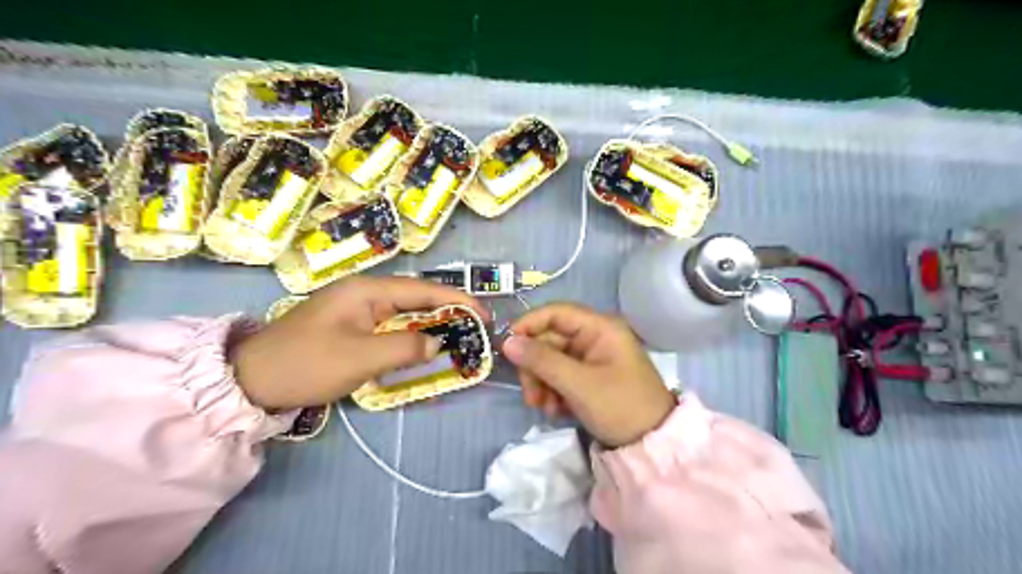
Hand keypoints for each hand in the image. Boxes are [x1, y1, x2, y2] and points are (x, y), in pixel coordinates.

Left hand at [230, 275, 485, 406]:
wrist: (251, 380)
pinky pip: (391, 328)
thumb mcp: (360, 358)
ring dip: (432, 324)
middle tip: (477, 328)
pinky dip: (411, 337)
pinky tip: (424, 347)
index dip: (458, 300)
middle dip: (449, 311)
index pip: (423, 290)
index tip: (484, 315)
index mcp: (368, 290)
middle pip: (417, 298)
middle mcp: (365, 293)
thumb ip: (404, 348)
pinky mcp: (351, 327)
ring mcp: (357, 310)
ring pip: (405, 313)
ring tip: (459, 336)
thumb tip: (437, 344)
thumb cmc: (306, 364)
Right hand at [501, 300, 675, 447]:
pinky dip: (553, 391)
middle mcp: (595, 337)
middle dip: (535, 366)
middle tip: (530, 395)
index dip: (529, 325)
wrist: (651, 445)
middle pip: (550, 340)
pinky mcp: (590, 377)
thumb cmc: (620, 407)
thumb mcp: (579, 384)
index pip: (556, 313)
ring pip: (552, 360)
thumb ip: (542, 360)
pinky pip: (561, 375)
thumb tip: (507, 341)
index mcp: (600, 328)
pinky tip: (556, 410)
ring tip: (544, 407)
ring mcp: (592, 358)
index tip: (507, 346)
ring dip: (542, 382)